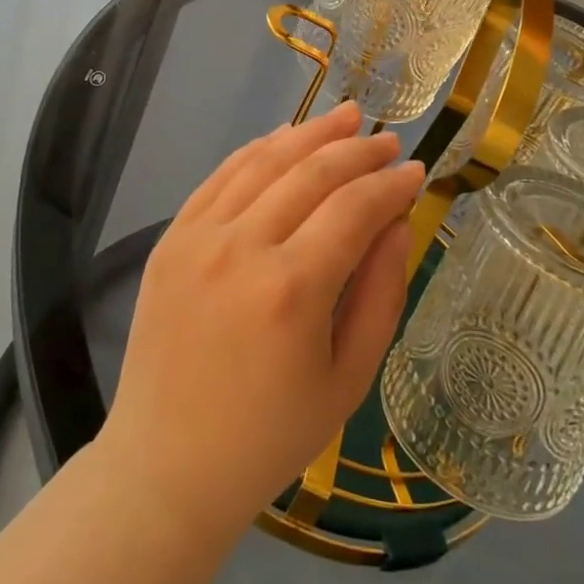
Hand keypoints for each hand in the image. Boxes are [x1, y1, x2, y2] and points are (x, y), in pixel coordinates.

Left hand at [99, 103, 423, 539]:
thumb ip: (380, 293)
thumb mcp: (348, 379)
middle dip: (357, 150)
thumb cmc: (270, 436)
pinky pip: (220, 176)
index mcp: (291, 289)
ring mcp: (198, 237)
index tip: (416, 171)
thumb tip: (397, 223)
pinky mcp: (171, 238)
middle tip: (389, 141)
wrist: (167, 465)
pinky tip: (284, 138)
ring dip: (309, 134)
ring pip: (263, 161)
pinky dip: (257, 150)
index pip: (354, 209)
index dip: (390, 185)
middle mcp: (241, 247)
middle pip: (311, 172)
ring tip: (346, 117)